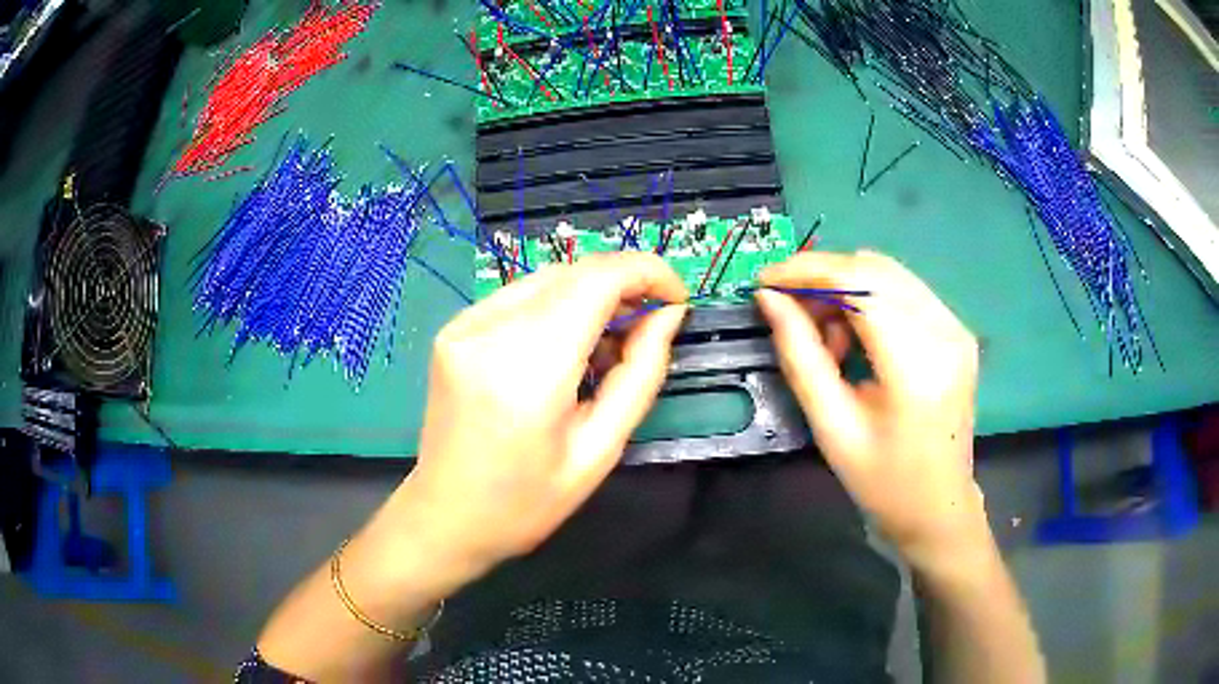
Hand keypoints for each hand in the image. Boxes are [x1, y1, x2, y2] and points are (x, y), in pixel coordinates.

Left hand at [389, 252, 688, 582]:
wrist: (445, 517)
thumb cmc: (526, 502)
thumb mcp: (599, 450)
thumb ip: (640, 375)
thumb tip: (667, 316)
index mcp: (528, 368)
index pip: (598, 280)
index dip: (648, 273)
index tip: (677, 300)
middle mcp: (490, 330)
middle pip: (574, 272)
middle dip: (624, 284)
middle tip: (650, 326)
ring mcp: (465, 325)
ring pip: (548, 279)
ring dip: (590, 296)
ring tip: (608, 345)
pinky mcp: (454, 329)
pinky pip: (519, 296)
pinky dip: (556, 307)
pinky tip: (565, 347)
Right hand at [755, 251, 987, 570]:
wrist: (937, 507)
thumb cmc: (882, 481)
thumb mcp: (831, 426)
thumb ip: (800, 356)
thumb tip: (769, 298)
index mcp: (917, 365)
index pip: (860, 283)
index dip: (807, 271)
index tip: (765, 280)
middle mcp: (945, 332)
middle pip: (875, 268)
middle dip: (823, 278)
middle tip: (789, 312)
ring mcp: (956, 328)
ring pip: (888, 273)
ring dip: (846, 289)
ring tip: (826, 339)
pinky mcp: (957, 330)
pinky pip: (904, 291)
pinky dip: (869, 300)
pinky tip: (856, 338)